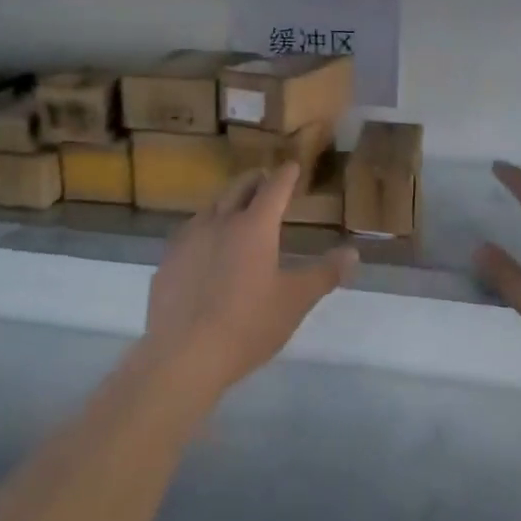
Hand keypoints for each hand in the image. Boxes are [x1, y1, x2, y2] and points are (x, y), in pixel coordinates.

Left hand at [144, 164, 357, 394]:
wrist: (182, 355)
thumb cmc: (247, 325)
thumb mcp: (295, 301)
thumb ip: (325, 273)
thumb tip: (353, 252)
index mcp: (254, 226)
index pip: (274, 189)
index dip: (285, 176)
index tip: (292, 166)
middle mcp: (219, 222)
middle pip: (238, 189)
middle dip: (254, 180)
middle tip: (264, 179)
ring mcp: (188, 240)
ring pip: (210, 208)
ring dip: (227, 202)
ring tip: (235, 209)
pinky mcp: (167, 262)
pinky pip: (189, 234)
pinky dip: (204, 229)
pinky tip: (203, 247)